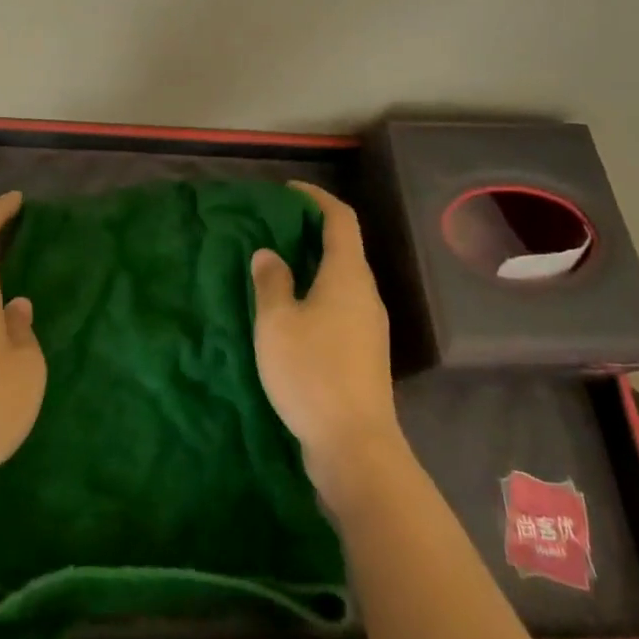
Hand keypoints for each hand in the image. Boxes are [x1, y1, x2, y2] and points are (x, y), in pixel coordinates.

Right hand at [251, 182, 404, 512]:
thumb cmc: (312, 372)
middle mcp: (365, 293)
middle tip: (274, 226)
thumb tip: (269, 254)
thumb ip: (271, 281)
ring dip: (312, 263)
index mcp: (348, 275)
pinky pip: (340, 304)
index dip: (316, 197)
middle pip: (344, 246)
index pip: (340, 218)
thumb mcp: (277, 322)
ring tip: (276, 264)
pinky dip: (317, 291)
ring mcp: (369, 325)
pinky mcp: (364, 352)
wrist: (355, 447)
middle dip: (310, 230)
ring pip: (341, 277)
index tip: (288, 191)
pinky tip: (291, 309)